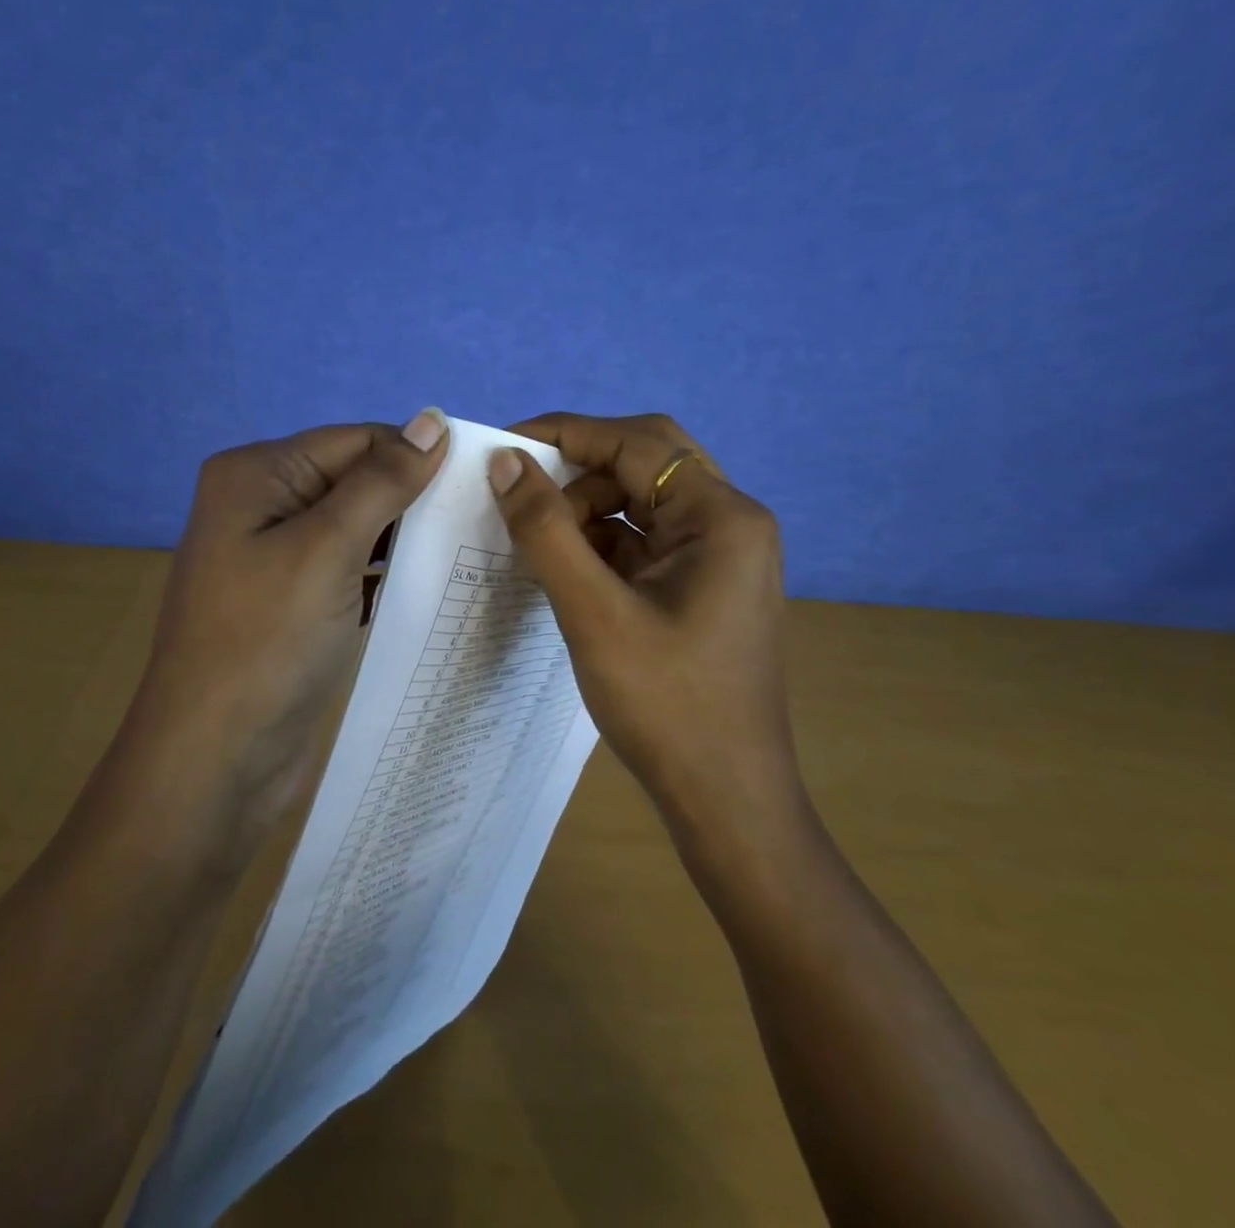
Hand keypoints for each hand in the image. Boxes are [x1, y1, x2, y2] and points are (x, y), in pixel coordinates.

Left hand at [113, 411, 449, 866]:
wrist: (213, 762)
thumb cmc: (266, 643)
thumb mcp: (328, 549)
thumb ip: (382, 481)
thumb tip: (433, 418)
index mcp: (257, 473)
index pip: (355, 440)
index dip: (415, 457)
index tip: (481, 483)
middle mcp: (261, 502)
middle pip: (354, 479)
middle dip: (411, 498)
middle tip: (481, 521)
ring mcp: (274, 554)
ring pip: (356, 524)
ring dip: (403, 535)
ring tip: (466, 549)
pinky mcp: (292, 599)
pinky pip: (348, 566)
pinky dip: (384, 570)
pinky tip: (427, 582)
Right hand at [486, 412, 797, 831]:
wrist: (726, 800)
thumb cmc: (666, 705)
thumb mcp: (593, 612)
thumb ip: (545, 530)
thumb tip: (504, 461)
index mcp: (721, 516)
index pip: (636, 442)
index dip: (566, 434)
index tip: (504, 448)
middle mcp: (730, 523)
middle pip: (646, 463)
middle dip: (578, 472)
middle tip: (519, 495)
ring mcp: (720, 556)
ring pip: (643, 503)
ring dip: (587, 510)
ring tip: (536, 541)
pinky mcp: (703, 586)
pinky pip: (646, 542)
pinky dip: (603, 544)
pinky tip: (564, 567)